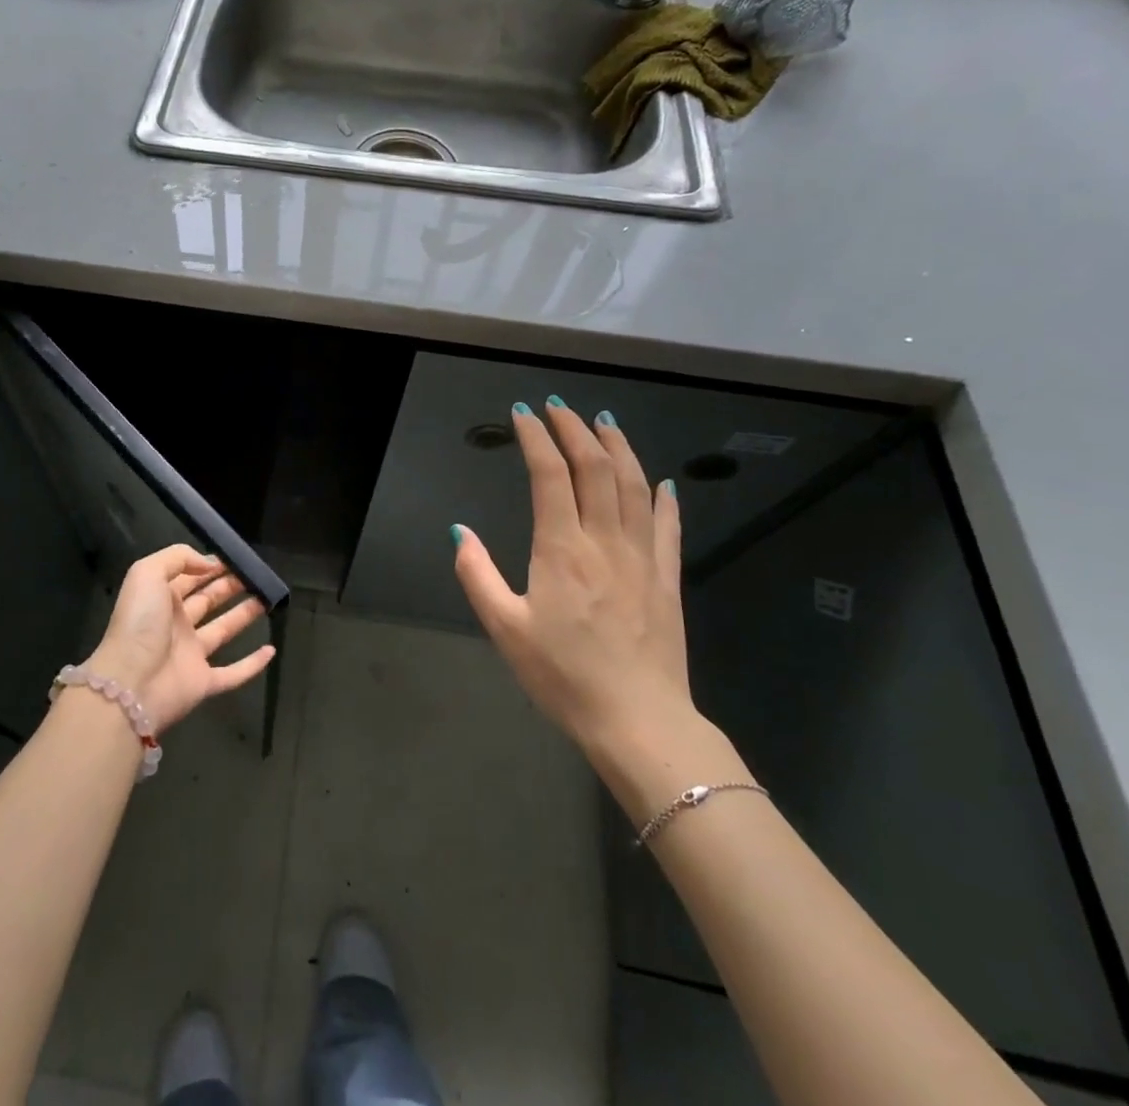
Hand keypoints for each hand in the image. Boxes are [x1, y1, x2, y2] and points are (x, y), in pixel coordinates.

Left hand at [82, 544, 275, 733]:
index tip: (236, 557)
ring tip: (267, 599)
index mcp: (161, 599)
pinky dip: (252, 664)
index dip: (210, 566)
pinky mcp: (204, 683)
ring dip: (244, 615)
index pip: (189, 577)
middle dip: (229, 586)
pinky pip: (233, 673)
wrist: (130, 685)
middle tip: (256, 575)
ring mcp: (191, 655)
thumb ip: (178, 558)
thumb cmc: (139, 624)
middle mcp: (176, 625)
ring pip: (223, 630)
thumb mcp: (147, 574)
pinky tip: (271, 650)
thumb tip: (210, 563)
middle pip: (208, 600)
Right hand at [451, 400, 695, 759]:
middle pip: (595, 468)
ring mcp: (642, 558)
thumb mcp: (505, 629)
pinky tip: (660, 481)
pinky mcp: (667, 579)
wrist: (638, 721)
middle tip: (560, 407)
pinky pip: (667, 526)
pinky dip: (663, 497)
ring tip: (605, 421)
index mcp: (561, 549)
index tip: (523, 414)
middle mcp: (604, 541)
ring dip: (619, 448)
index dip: (536, 439)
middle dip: (576, 430)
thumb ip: (477, 575)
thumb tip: (460, 531)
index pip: (550, 475)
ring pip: (634, 486)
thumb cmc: (563, 676)